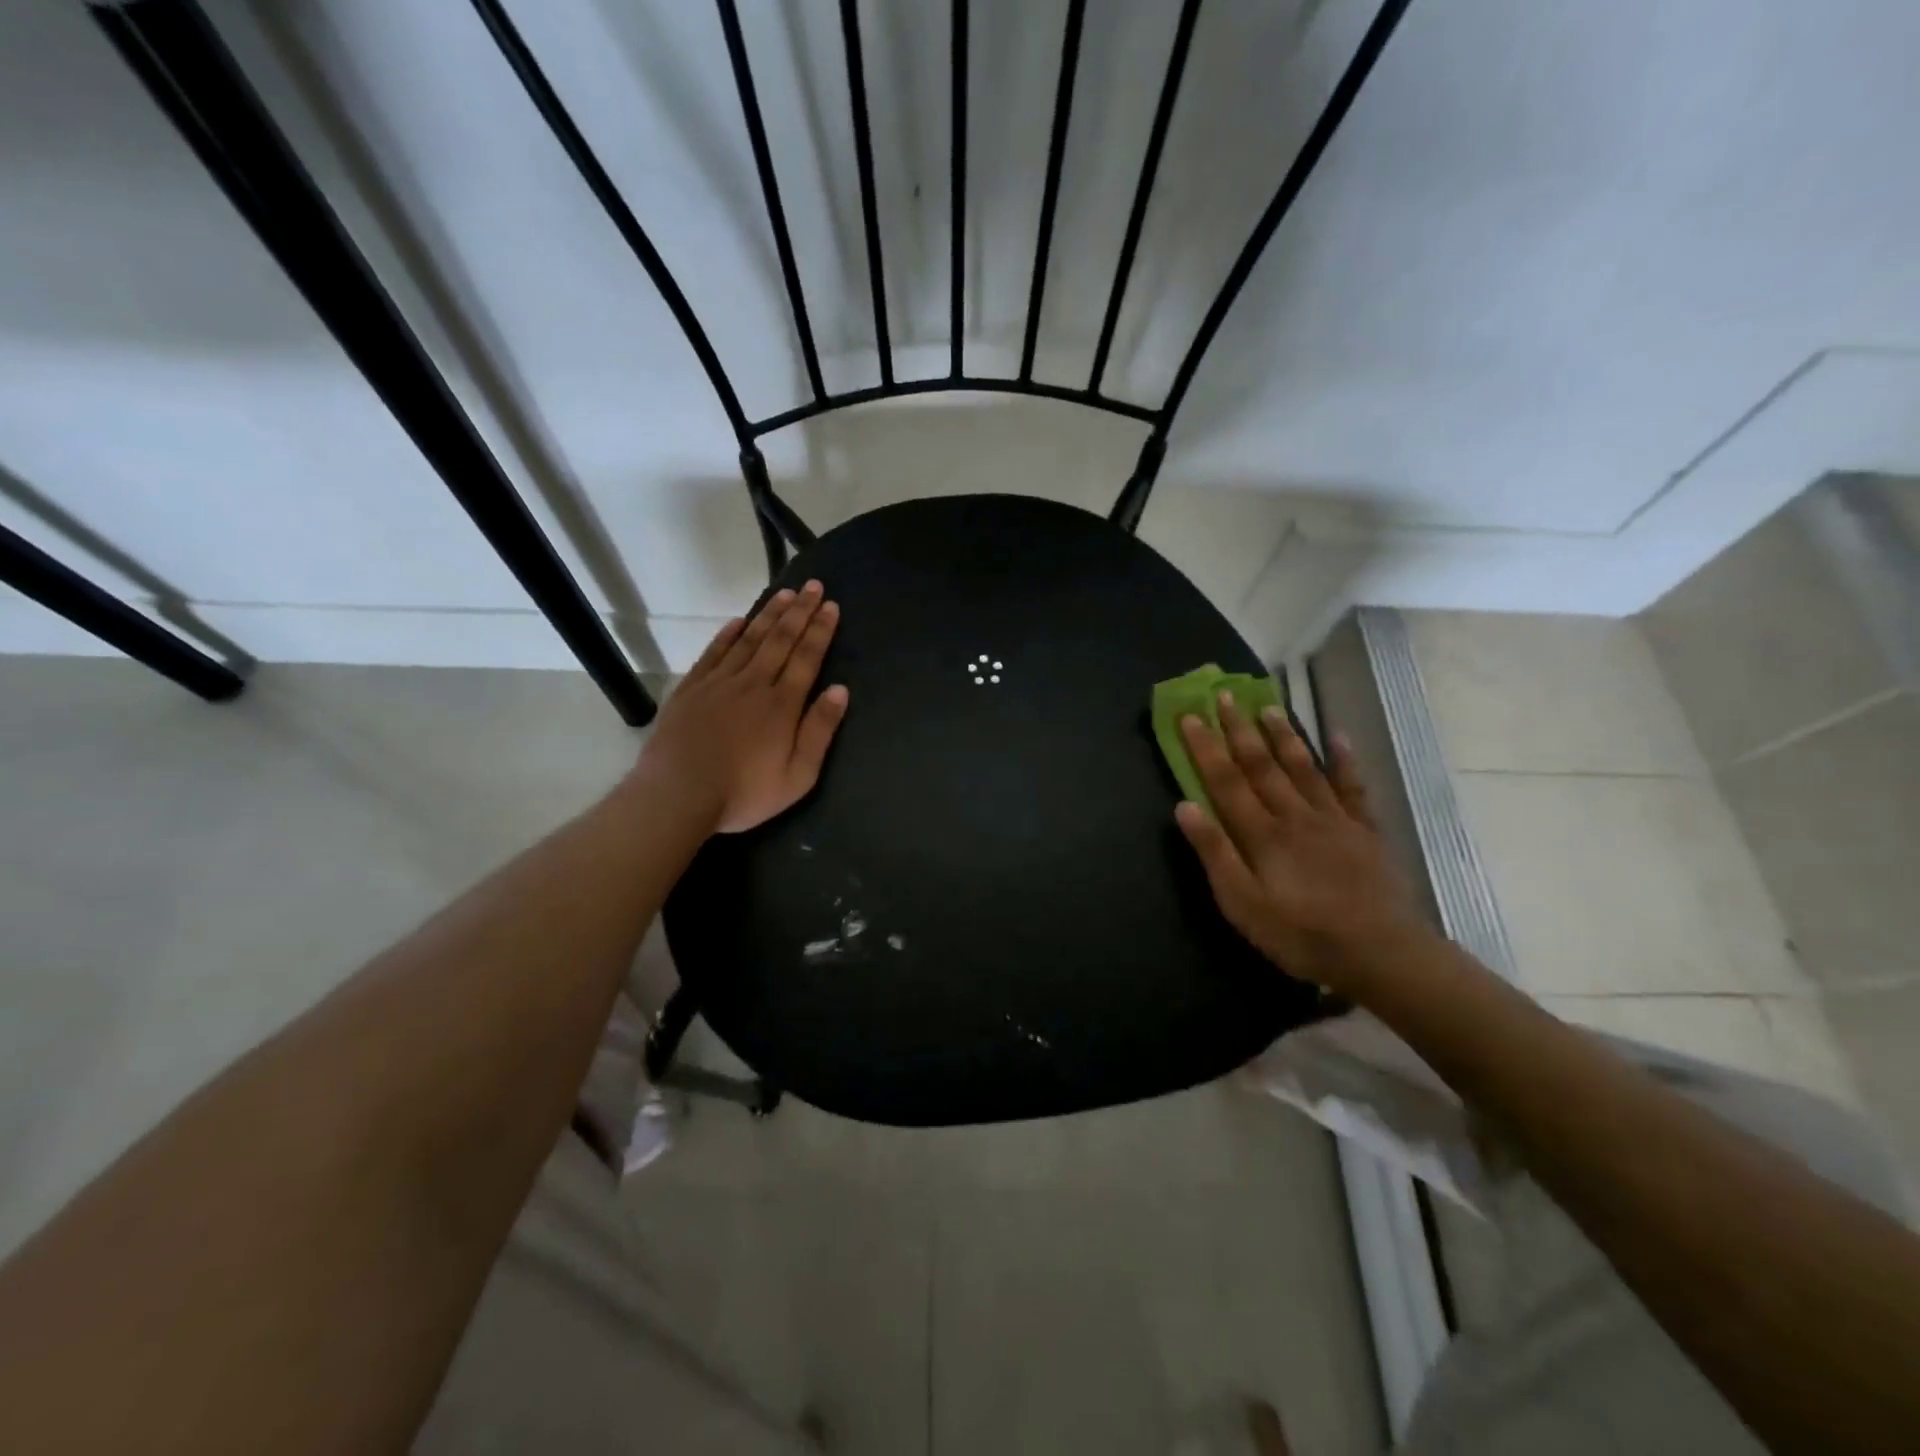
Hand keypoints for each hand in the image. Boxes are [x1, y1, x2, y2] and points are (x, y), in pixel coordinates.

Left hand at [637, 581, 849, 833]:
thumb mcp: (798, 775)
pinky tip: (738, 621)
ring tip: (784, 594)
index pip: (807, 658)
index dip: (820, 630)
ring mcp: (719, 683)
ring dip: (769, 615)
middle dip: (799, 612)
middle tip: (812, 586)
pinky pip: (714, 652)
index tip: (830, 605)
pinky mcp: (691, 689)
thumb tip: (840, 690)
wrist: (678, 794)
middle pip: (781, 640)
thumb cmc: (744, 792)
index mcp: (782, 704)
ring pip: (749, 640)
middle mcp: (753, 683)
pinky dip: (728, 634)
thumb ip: (819, 731)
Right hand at [1174, 696, 1426, 991]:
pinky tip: (1338, 737)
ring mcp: (1333, 819)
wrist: (1381, 953)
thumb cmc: (1301, 934)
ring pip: (1303, 767)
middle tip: (1225, 696)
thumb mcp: (1242, 905)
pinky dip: (1344, 759)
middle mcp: (1294, 815)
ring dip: (1283, 735)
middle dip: (1239, 729)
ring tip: (1269, 706)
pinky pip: (1352, 786)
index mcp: (1261, 833)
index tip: (1190, 715)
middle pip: (1261, 765)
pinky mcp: (1364, 830)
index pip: (1224, 780)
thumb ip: (1215, 854)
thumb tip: (1184, 806)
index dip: (1205, 747)